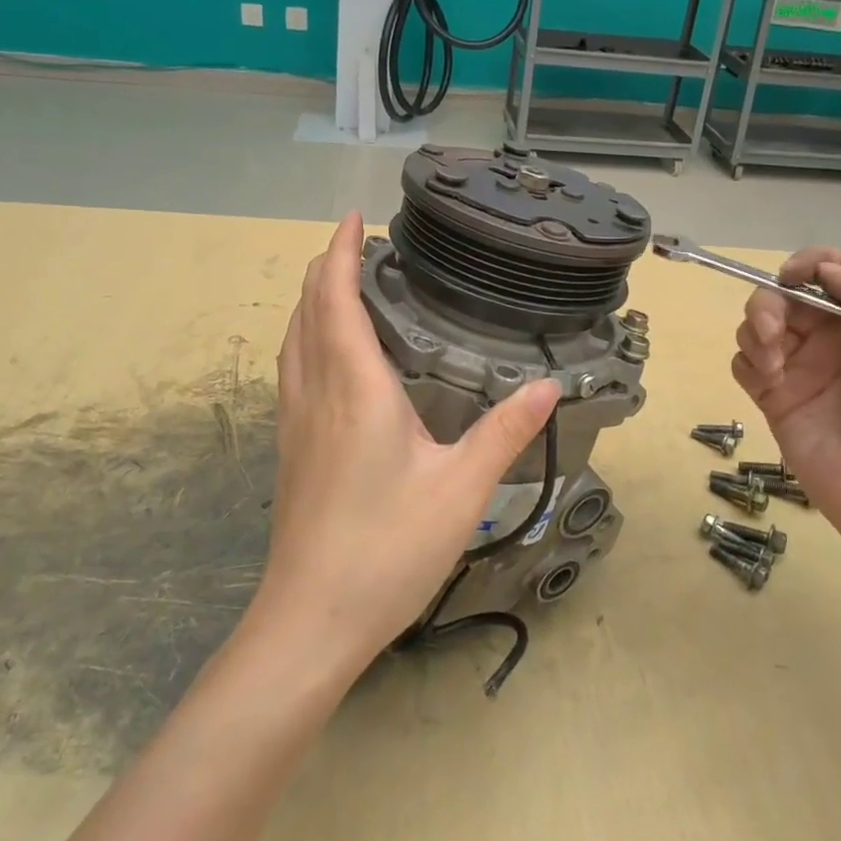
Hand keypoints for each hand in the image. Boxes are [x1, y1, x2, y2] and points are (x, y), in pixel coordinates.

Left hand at [255, 213, 558, 670]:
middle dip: (324, 267)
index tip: (352, 219)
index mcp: (355, 387)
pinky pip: (292, 368)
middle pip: (308, 310)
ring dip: (311, 300)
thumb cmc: (387, 549)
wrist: (310, 621)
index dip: (339, 252)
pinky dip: (306, 335)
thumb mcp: (462, 490)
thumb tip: (550, 385)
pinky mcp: (290, 448)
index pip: (336, 298)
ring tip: (339, 283)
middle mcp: (316, 392)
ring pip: (293, 339)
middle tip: (355, 243)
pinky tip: (326, 354)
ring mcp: (294, 421)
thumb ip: (506, 432)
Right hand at [732, 247, 840, 533]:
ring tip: (774, 366)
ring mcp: (796, 366)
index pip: (827, 271)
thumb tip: (821, 268)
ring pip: (755, 324)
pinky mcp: (771, 395)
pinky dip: (749, 363)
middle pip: (781, 295)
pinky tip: (768, 383)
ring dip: (756, 333)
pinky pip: (743, 361)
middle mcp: (827, 336)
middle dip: (769, 304)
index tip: (790, 277)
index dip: (805, 264)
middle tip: (773, 332)